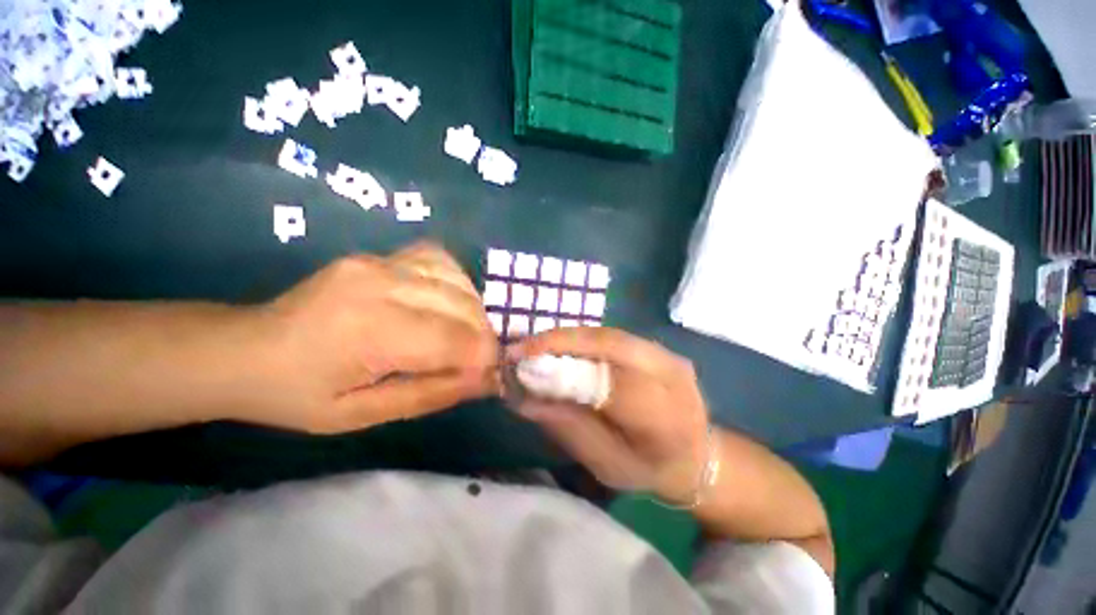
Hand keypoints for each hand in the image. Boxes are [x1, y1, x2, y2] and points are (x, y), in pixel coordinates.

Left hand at [247, 243, 498, 433]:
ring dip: (473, 311)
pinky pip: (439, 260)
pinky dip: (457, 283)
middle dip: (483, 336)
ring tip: (463, 334)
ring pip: (458, 281)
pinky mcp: (378, 255)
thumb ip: (432, 394)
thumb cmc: (298, 394)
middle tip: (476, 360)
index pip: (456, 339)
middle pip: (464, 306)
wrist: (245, 348)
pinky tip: (449, 302)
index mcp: (371, 331)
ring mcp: (379, 262)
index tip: (491, 374)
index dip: (485, 357)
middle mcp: (381, 284)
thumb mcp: (363, 415)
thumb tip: (487, 379)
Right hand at [508, 327, 708, 502]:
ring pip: (610, 334)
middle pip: (611, 345)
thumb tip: (523, 399)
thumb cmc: (649, 470)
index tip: (522, 367)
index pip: (610, 384)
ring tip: (535, 345)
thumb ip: (568, 428)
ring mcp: (669, 356)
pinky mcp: (660, 348)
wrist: (698, 456)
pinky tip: (561, 345)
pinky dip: (582, 339)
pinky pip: (614, 336)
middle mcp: (671, 377)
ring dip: (568, 337)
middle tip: (521, 347)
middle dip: (560, 341)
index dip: (564, 372)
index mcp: (665, 420)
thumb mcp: (606, 466)